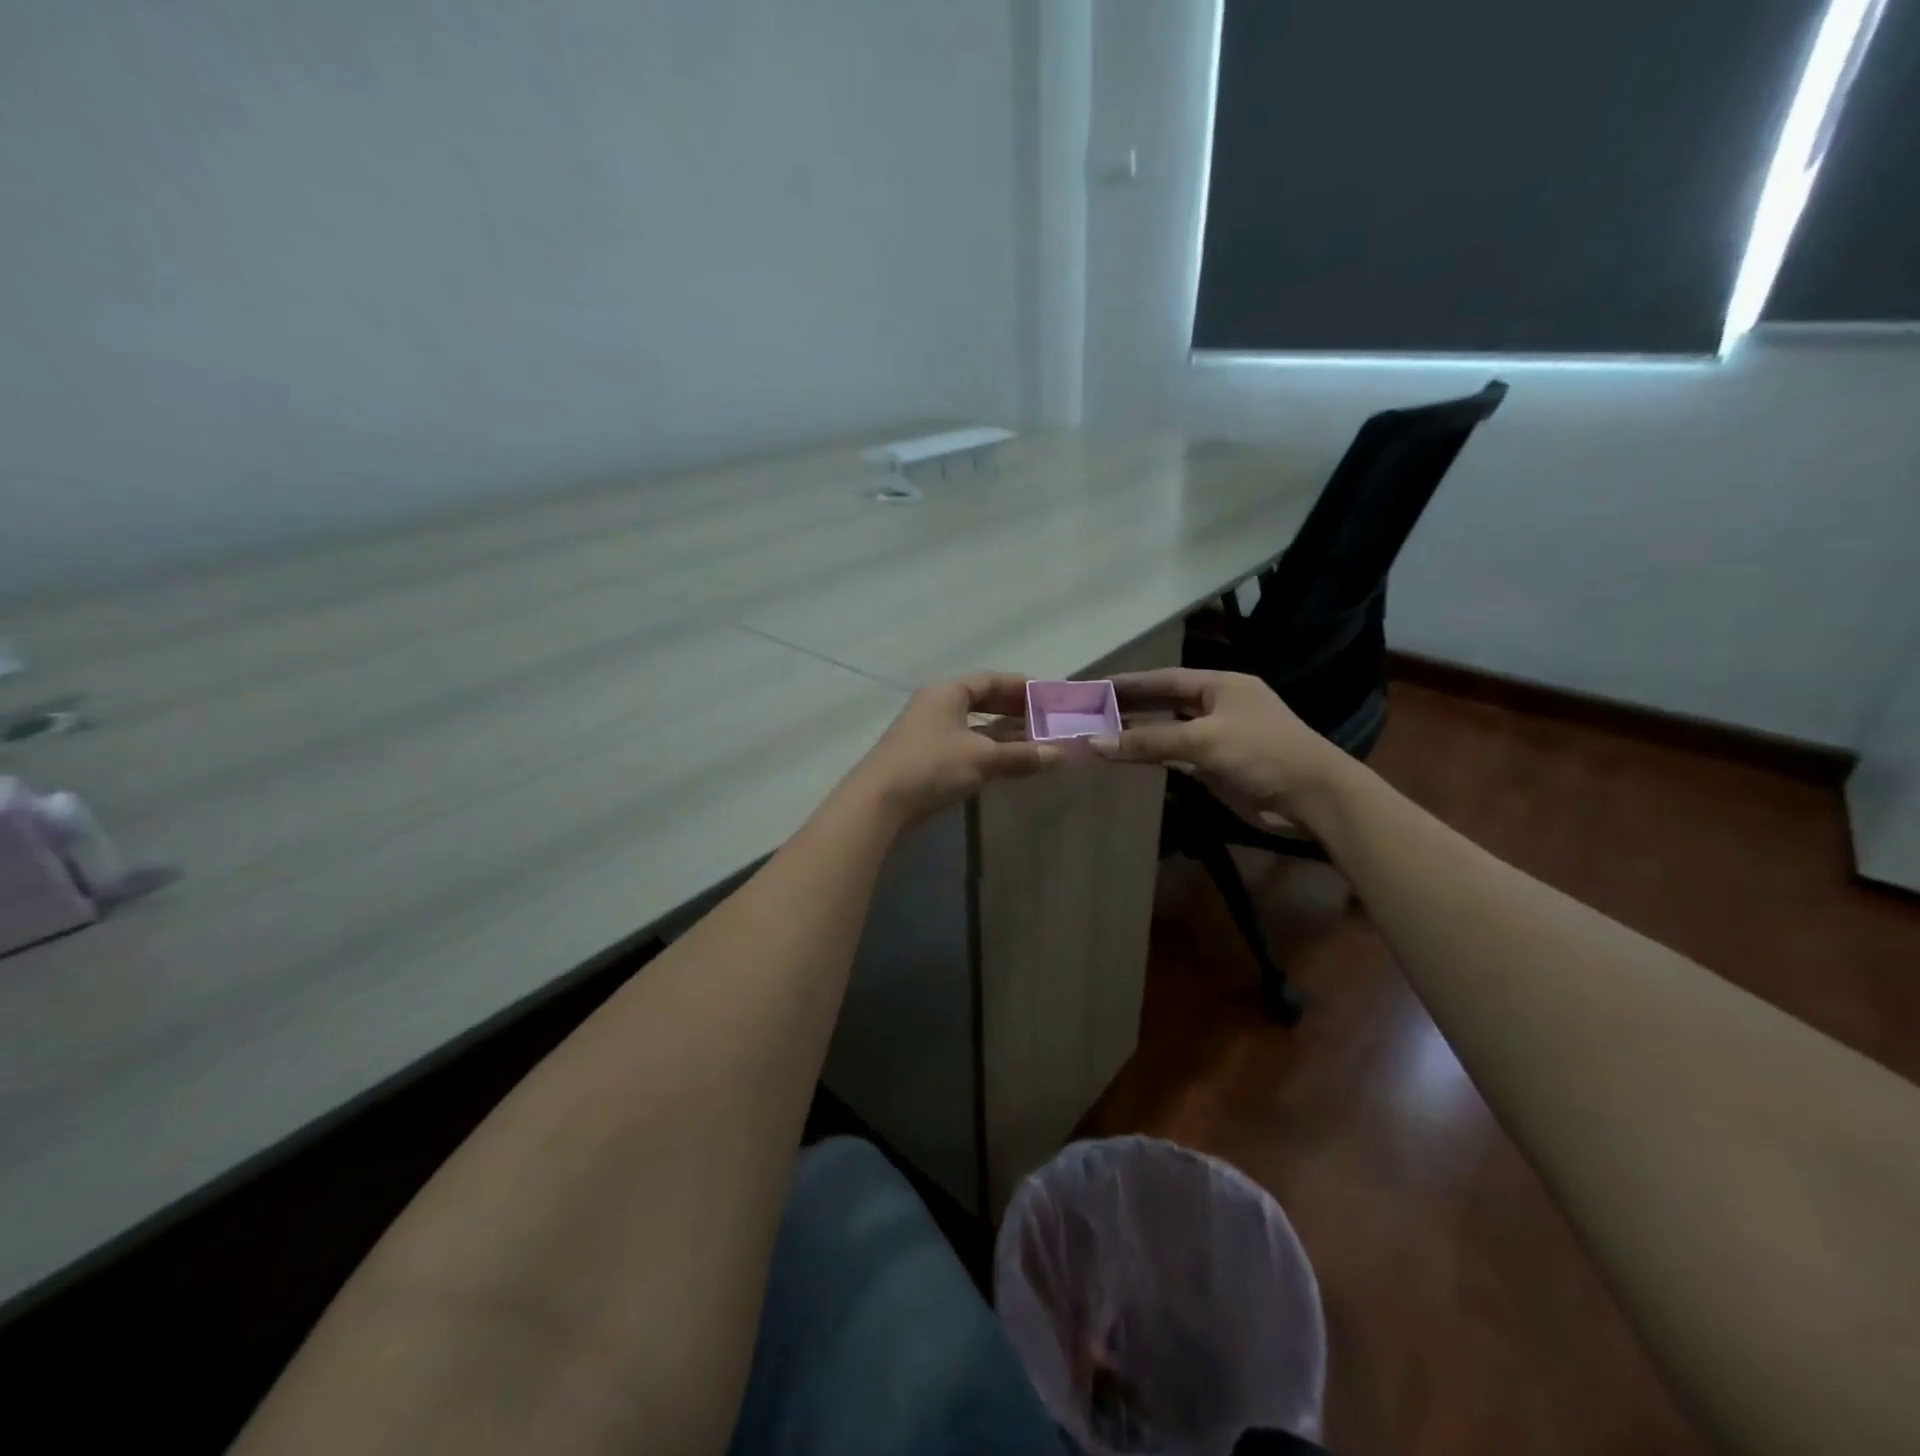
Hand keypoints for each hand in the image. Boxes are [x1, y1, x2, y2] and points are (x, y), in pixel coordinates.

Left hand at [848, 673, 1063, 825]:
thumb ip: (1022, 755)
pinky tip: (1008, 763)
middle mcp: (936, 706)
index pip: (991, 680)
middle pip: (982, 702)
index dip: (1022, 687)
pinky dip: (988, 752)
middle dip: (1016, 711)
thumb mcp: (982, 759)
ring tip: (1037, 744)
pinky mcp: (925, 759)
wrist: (878, 804)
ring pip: (974, 727)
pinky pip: (965, 746)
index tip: (1050, 696)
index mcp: (947, 692)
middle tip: (1048, 721)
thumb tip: (1061, 754)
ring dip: (1004, 735)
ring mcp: (928, 733)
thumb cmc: (932, 767)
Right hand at [1093, 669, 1346, 829]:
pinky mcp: (1218, 766)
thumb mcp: (1203, 740)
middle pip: (1165, 702)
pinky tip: (1129, 756)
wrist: (1312, 797)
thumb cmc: (1262, 753)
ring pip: (1169, 730)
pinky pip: (1177, 755)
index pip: (1165, 679)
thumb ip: (1149, 741)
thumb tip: (1095, 742)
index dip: (1130, 682)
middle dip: (1131, 706)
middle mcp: (1219, 706)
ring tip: (1101, 732)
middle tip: (1091, 710)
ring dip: (1139, 732)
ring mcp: (1219, 737)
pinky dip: (1154, 755)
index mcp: (1221, 685)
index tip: (1095, 686)